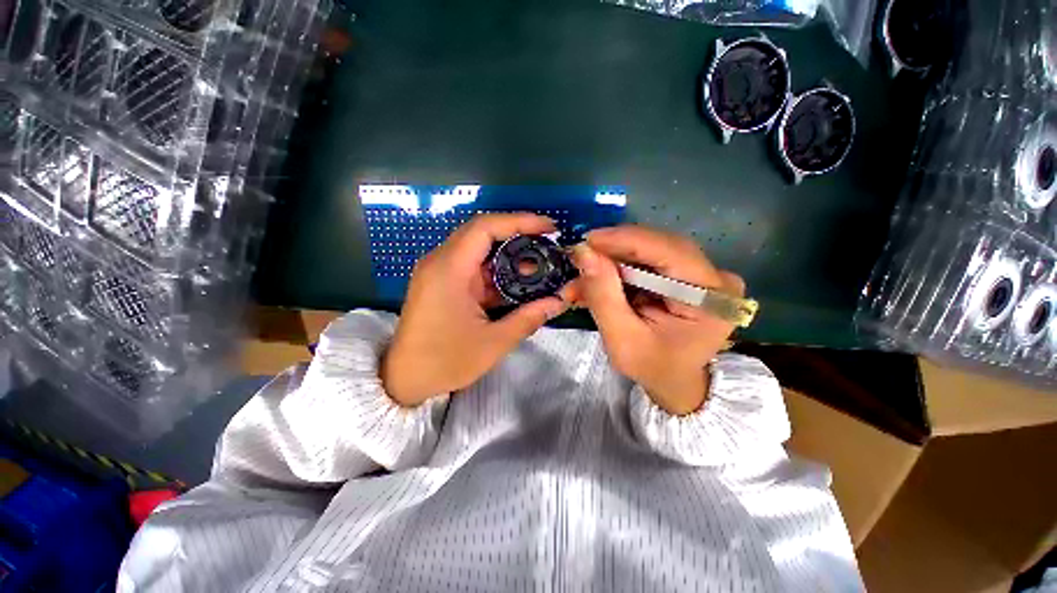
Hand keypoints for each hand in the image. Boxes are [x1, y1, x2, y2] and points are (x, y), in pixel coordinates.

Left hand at [382, 213, 573, 406]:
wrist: (404, 379)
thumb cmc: (445, 362)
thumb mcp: (494, 343)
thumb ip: (529, 318)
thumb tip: (560, 301)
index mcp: (449, 270)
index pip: (485, 227)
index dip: (519, 221)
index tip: (548, 227)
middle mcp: (441, 262)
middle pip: (482, 232)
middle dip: (518, 234)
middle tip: (547, 244)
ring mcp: (440, 271)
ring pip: (479, 249)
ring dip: (508, 254)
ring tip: (538, 264)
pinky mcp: (442, 282)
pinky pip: (473, 266)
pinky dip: (496, 270)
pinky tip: (517, 281)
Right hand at [571, 226, 744, 415]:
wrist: (676, 380)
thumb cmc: (653, 367)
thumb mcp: (622, 340)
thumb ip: (603, 296)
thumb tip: (583, 253)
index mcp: (712, 298)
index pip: (670, 252)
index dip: (626, 240)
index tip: (588, 240)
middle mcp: (715, 277)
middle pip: (659, 246)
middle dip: (615, 251)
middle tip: (581, 257)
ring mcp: (703, 273)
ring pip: (650, 250)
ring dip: (613, 260)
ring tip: (584, 274)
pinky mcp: (688, 274)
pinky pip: (649, 260)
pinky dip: (621, 267)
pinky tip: (600, 277)